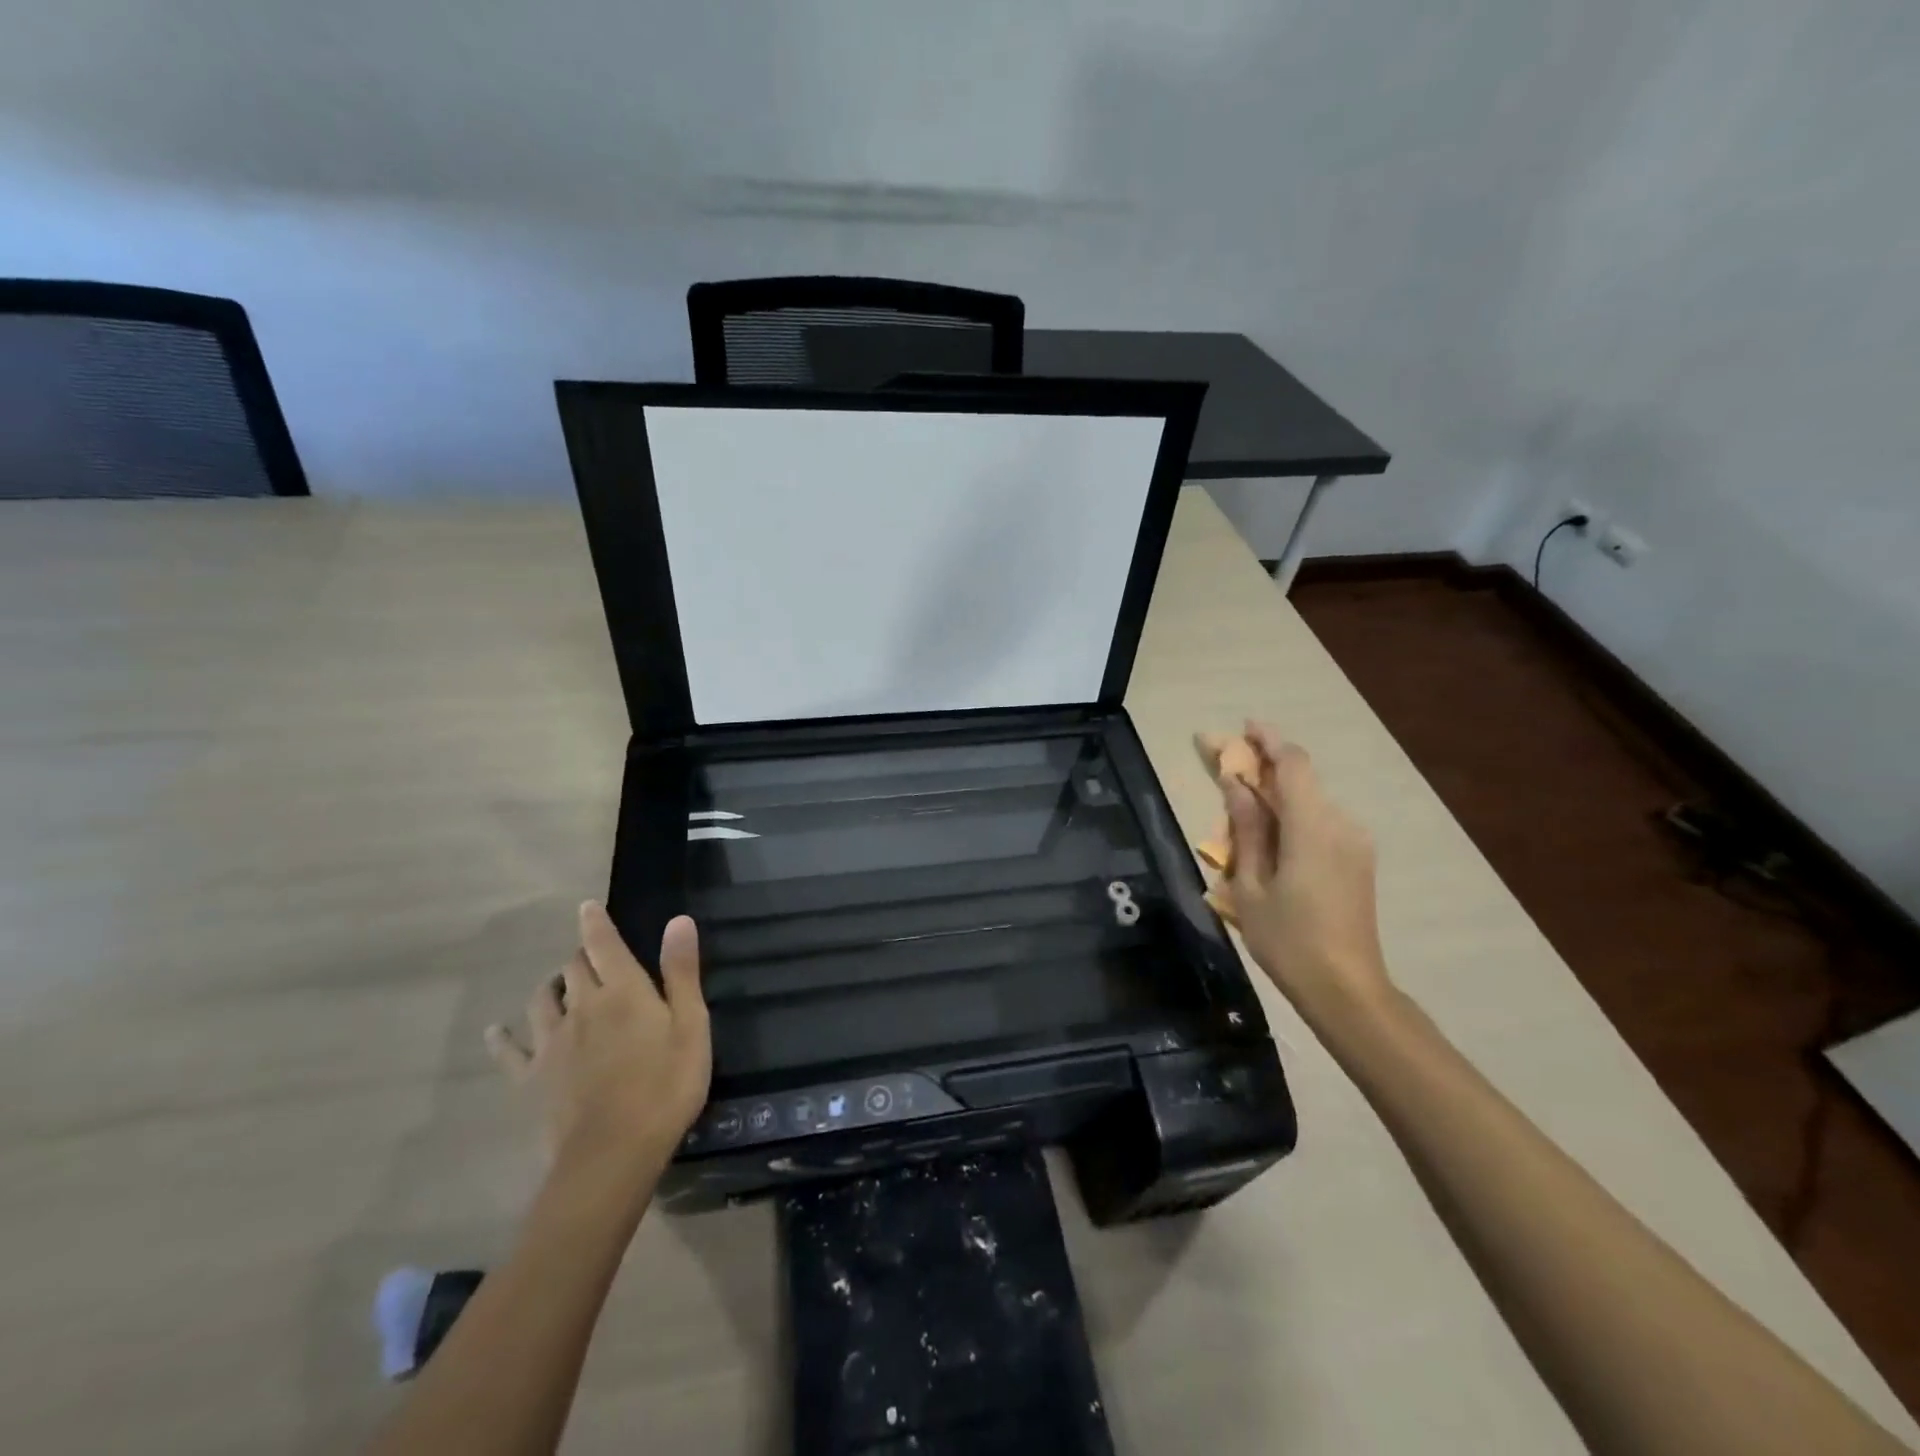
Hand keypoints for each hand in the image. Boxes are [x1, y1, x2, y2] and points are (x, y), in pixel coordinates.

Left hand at [486, 902, 711, 1179]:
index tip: (585, 906)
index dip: (595, 922)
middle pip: (573, 967)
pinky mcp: (531, 1077)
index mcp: (623, 990)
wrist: (612, 1154)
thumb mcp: (690, 1025)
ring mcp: (552, 1042)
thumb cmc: (665, 1085)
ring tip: (559, 986)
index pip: (604, 944)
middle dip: (581, 955)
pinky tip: (496, 1030)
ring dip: (551, 986)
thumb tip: (678, 919)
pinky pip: (510, 1050)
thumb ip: (681, 972)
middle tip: (592, 957)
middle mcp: (582, 1006)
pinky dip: (502, 1036)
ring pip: (541, 1000)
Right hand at [1202, 723, 1391, 1019]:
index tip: (1243, 727)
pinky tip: (1270, 836)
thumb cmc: (1288, 940)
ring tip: (1242, 808)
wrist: (1347, 988)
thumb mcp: (1250, 885)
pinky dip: (1293, 816)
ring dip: (1277, 795)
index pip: (1293, 764)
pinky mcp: (1358, 860)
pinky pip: (1320, 823)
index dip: (1268, 740)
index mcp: (1311, 827)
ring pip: (1310, 802)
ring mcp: (1354, 842)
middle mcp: (1340, 824)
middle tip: (1227, 767)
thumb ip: (1246, 829)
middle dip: (1264, 767)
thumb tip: (1236, 785)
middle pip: (1301, 780)